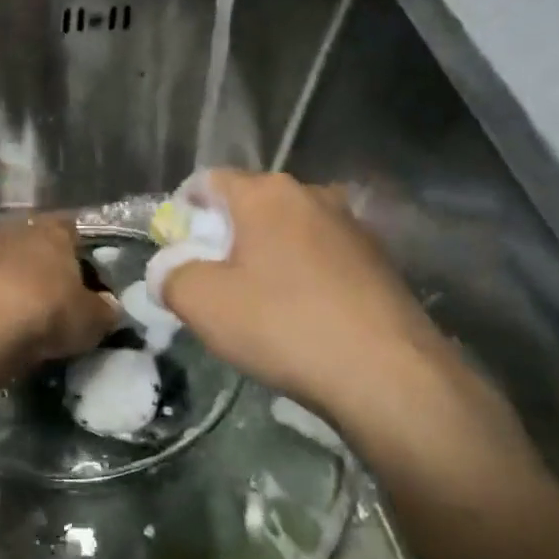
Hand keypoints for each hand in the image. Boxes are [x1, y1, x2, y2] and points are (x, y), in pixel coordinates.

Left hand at [0, 215, 117, 374]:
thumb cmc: (44, 315)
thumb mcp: (90, 320)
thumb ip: (104, 309)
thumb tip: (110, 306)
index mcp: (53, 231)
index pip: (71, 229)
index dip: (78, 251)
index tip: (82, 276)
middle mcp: (14, 228)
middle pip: (32, 240)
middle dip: (39, 262)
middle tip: (49, 294)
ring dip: (6, 274)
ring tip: (14, 307)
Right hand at [160, 171, 507, 450]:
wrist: (389, 377)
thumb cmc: (283, 325)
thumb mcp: (201, 303)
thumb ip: (170, 277)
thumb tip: (169, 271)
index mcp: (266, 193)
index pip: (208, 181)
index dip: (184, 211)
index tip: (177, 249)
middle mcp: (312, 195)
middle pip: (250, 204)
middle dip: (224, 235)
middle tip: (211, 279)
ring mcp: (352, 226)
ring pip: (288, 230)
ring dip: (265, 255)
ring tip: (257, 301)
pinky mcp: (380, 261)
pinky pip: (322, 256)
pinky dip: (301, 274)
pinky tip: (301, 315)